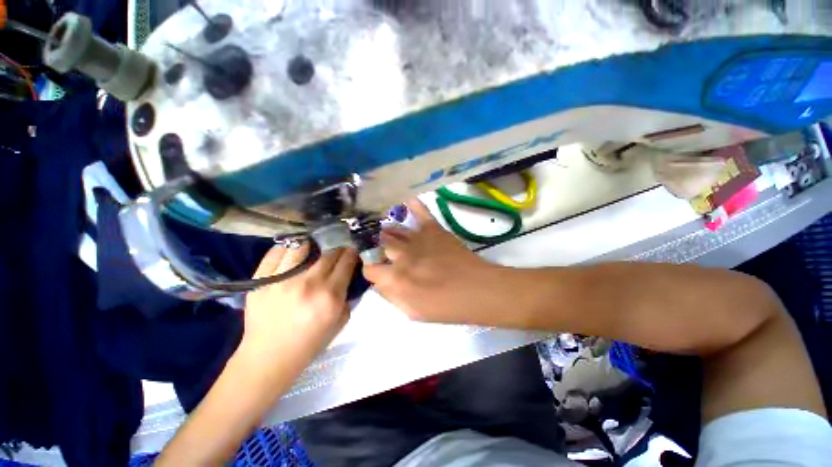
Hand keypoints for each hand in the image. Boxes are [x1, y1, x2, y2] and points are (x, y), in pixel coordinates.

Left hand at [242, 244, 358, 363]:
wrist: (269, 357)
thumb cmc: (309, 343)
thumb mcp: (340, 322)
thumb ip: (347, 296)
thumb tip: (348, 275)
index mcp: (330, 296)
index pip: (347, 262)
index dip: (352, 252)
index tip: (352, 248)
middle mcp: (308, 284)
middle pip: (329, 253)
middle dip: (337, 247)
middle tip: (337, 248)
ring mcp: (282, 280)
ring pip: (302, 247)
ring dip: (313, 244)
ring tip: (314, 245)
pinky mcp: (261, 280)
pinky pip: (276, 253)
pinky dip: (287, 248)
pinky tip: (293, 249)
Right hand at [364, 199, 511, 324]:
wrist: (477, 290)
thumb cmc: (446, 307)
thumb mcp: (412, 312)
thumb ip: (391, 297)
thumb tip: (380, 283)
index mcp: (395, 278)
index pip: (369, 268)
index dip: (371, 269)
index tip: (377, 271)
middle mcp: (401, 254)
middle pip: (378, 244)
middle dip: (376, 247)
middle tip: (380, 250)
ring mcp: (417, 238)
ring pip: (393, 229)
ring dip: (387, 231)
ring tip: (384, 231)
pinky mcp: (433, 229)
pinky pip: (420, 211)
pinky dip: (413, 204)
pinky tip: (405, 198)